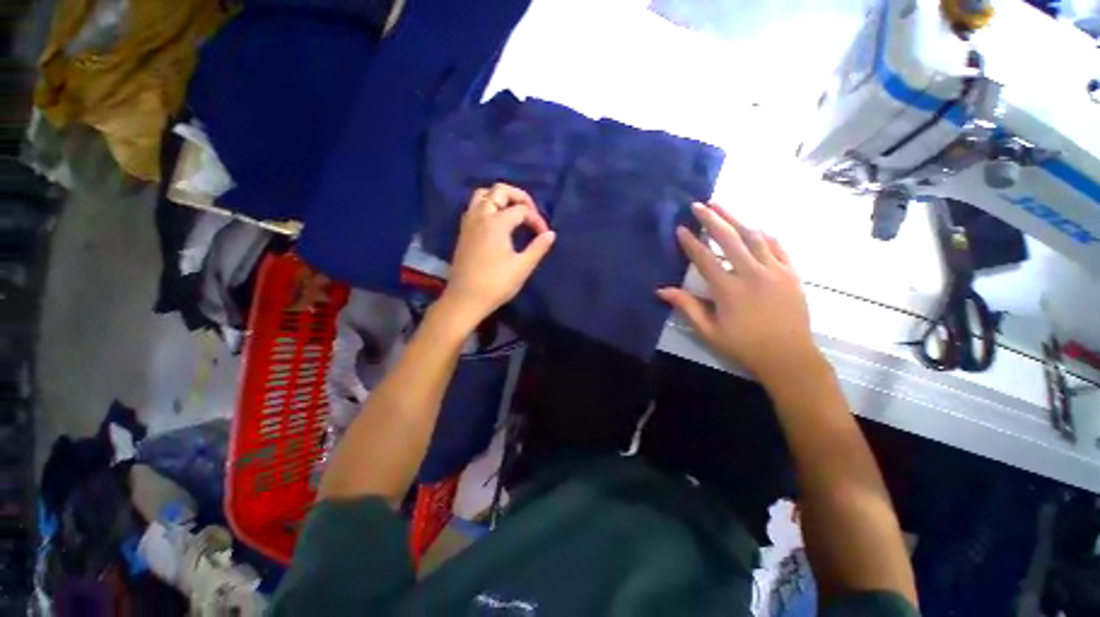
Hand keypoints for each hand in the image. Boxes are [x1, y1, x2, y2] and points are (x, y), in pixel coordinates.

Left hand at [441, 183, 555, 326]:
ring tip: (513, 212)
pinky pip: (474, 207)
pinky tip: (497, 223)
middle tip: (530, 213)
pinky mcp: (463, 232)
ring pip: (482, 195)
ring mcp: (469, 223)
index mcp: (496, 223)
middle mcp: (480, 216)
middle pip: (499, 191)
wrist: (466, 299)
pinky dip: (488, 206)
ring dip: (500, 198)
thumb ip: (538, 247)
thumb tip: (551, 234)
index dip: (537, 220)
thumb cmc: (496, 284)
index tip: (544, 235)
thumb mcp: (522, 267)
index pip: (522, 210)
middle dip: (519, 197)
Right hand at [658, 202, 820, 384]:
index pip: (705, 258)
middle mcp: (752, 274)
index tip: (681, 228)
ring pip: (754, 237)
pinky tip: (755, 227)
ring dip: (736, 219)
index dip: (691, 242)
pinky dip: (764, 234)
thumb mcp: (708, 331)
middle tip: (699, 204)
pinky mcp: (791, 273)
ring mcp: (775, 271)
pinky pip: (778, 246)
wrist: (789, 358)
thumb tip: (661, 290)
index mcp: (729, 290)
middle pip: (729, 239)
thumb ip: (686, 307)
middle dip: (712, 219)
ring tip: (722, 206)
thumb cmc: (743, 346)